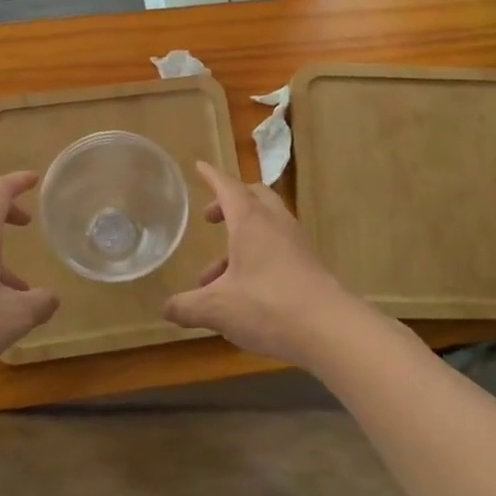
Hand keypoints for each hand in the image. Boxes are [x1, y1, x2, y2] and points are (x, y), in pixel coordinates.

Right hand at [163, 161, 374, 367]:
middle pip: (253, 196)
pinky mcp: (308, 263)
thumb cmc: (267, 306)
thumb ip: (188, 307)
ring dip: (240, 238)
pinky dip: (257, 254)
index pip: (228, 186)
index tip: (200, 166)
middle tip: (211, 218)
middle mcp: (274, 223)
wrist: (329, 328)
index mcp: (250, 220)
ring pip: (265, 224)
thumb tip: (166, 308)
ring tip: (215, 275)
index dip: (212, 176)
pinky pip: (278, 245)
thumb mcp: (217, 309)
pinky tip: (244, 290)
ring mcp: (295, 242)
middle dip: (229, 202)